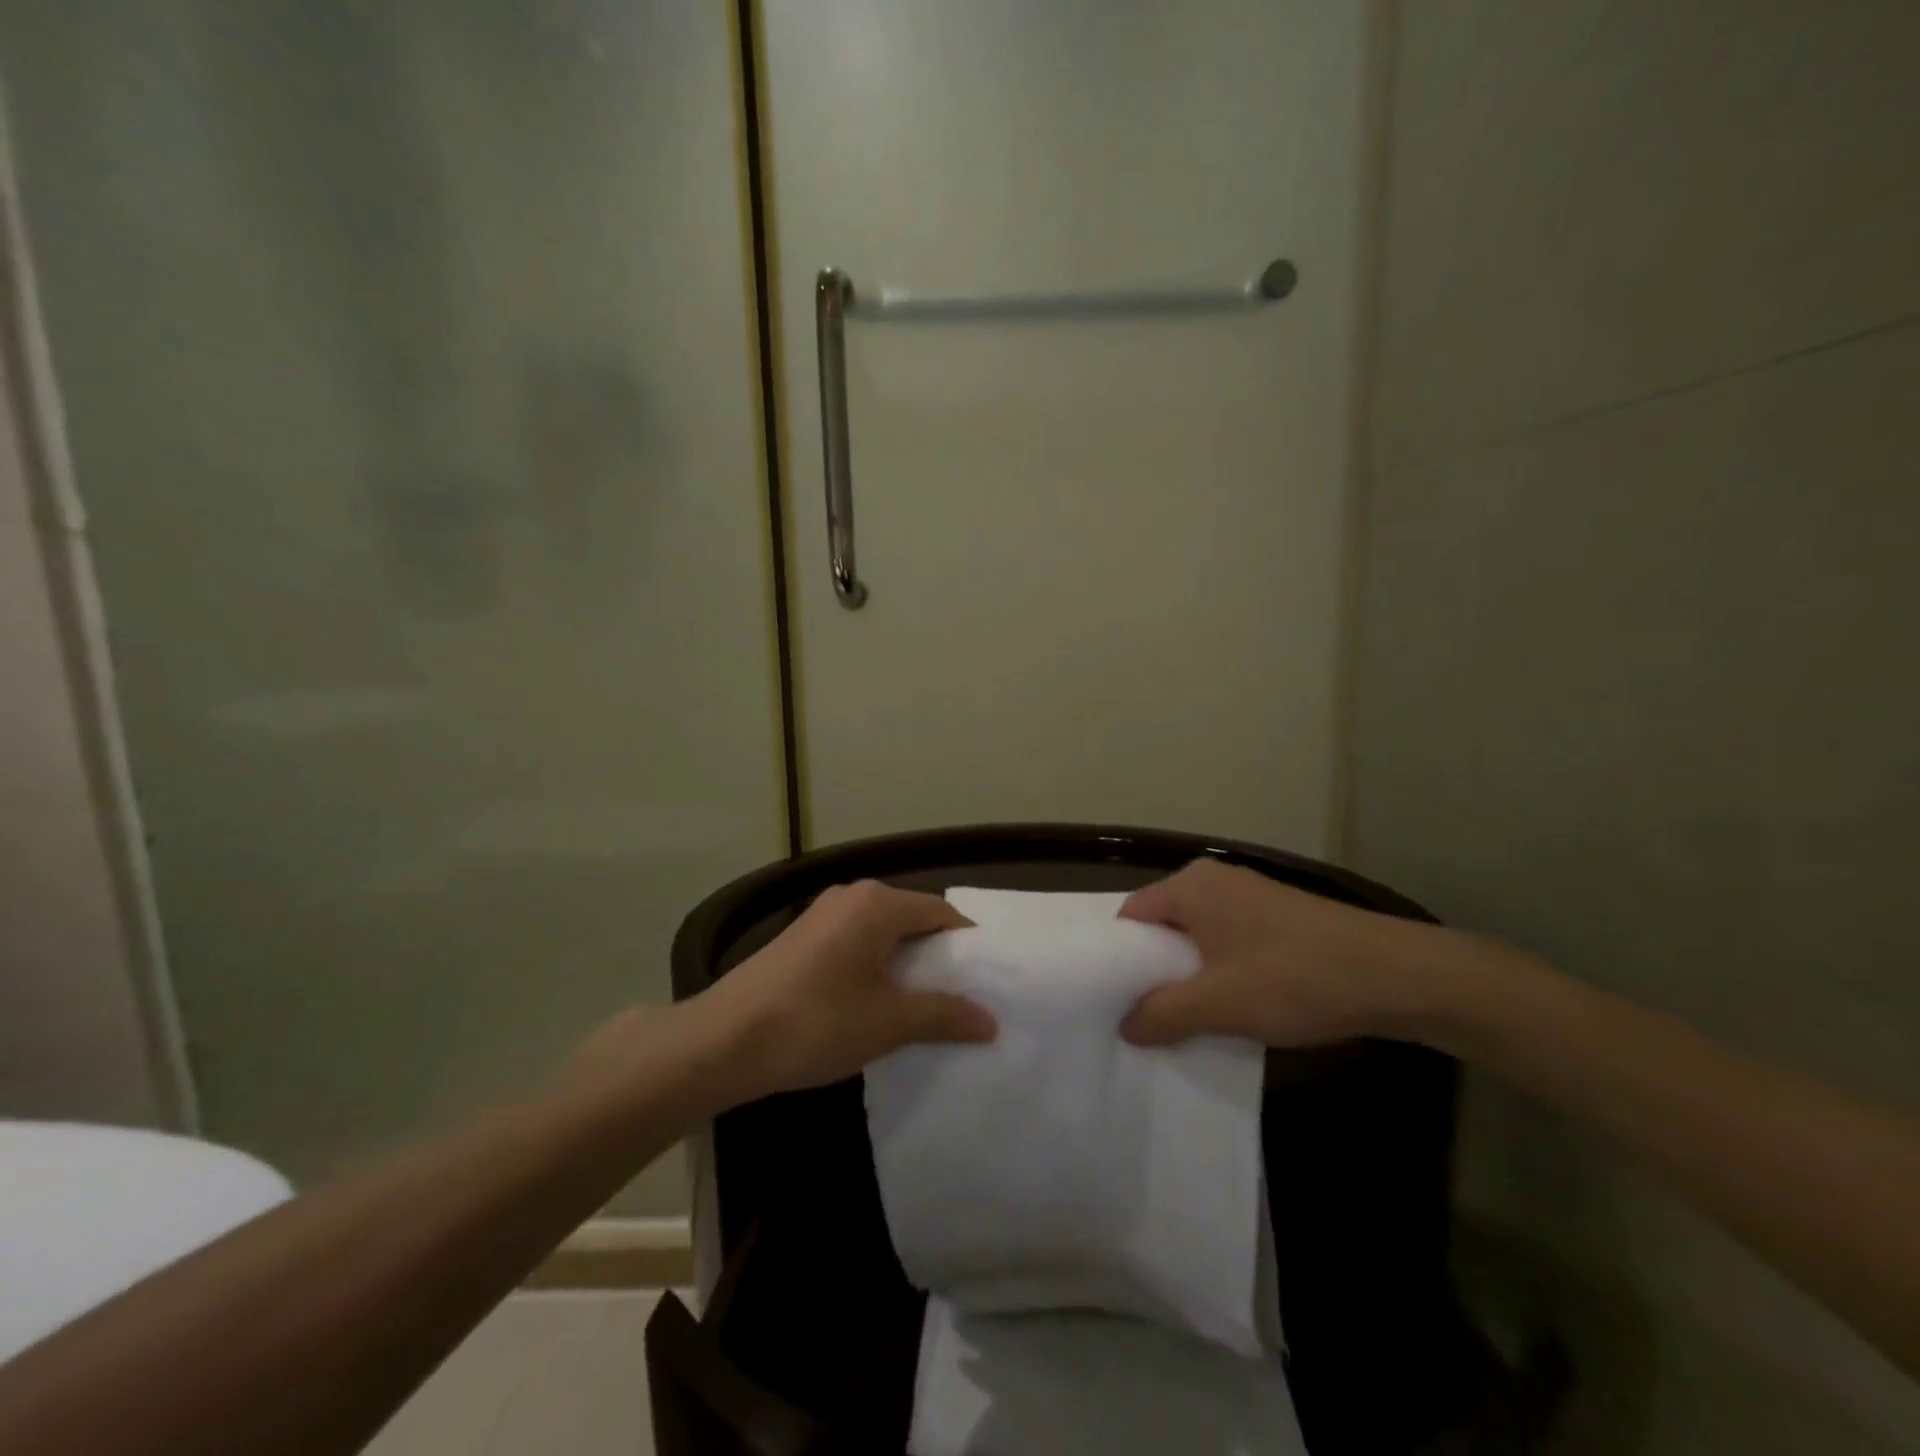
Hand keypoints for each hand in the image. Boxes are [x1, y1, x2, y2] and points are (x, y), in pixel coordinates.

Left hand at [700, 879, 995, 1100]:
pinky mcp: (802, 936)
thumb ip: (944, 1015)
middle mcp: (852, 896)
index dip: (967, 947)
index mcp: (878, 903)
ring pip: (883, 932)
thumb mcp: (888, 1022)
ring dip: (905, 965)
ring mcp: (822, 913)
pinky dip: (875, 966)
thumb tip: (991, 1021)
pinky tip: (875, 1003)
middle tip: (960, 999)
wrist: (723, 1040)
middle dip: (937, 958)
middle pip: (912, 919)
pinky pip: (856, 941)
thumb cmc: (816, 1022)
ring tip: (921, 1007)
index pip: (942, 913)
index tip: (985, 982)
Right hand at [1118, 859, 1449, 1047]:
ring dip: (1191, 975)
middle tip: (1148, 1017)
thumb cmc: (1292, 979)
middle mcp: (1213, 879)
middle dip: (1155, 971)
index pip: (1130, 918)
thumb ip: (1161, 1014)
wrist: (1395, 975)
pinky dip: (1221, 969)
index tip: (1116, 1001)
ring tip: (1189, 1018)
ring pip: (1198, 935)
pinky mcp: (1278, 914)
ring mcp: (1250, 894)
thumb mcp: (1217, 1004)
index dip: (1119, 960)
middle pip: (1163, 925)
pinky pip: (1229, 939)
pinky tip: (1234, 1004)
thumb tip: (1125, 1026)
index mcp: (1189, 886)